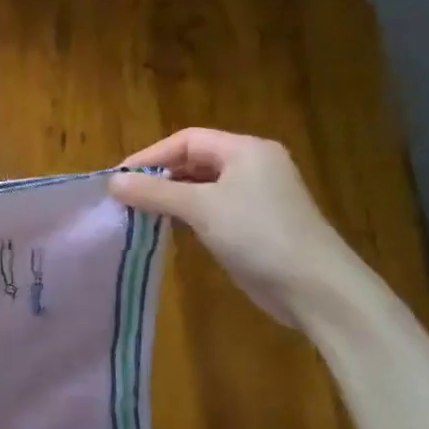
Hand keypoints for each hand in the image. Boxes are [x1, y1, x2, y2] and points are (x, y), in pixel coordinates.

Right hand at [108, 129, 357, 326]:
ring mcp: (257, 197)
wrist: (315, 288)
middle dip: (159, 177)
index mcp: (245, 150)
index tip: (118, 179)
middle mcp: (253, 166)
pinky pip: (212, 209)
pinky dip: (188, 215)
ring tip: (139, 214)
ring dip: (170, 198)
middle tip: (125, 198)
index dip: (150, 156)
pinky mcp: (256, 225)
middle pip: (194, 161)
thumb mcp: (200, 208)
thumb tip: (113, 182)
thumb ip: (154, 192)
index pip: (187, 140)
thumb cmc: (258, 234)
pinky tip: (168, 229)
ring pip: (202, 187)